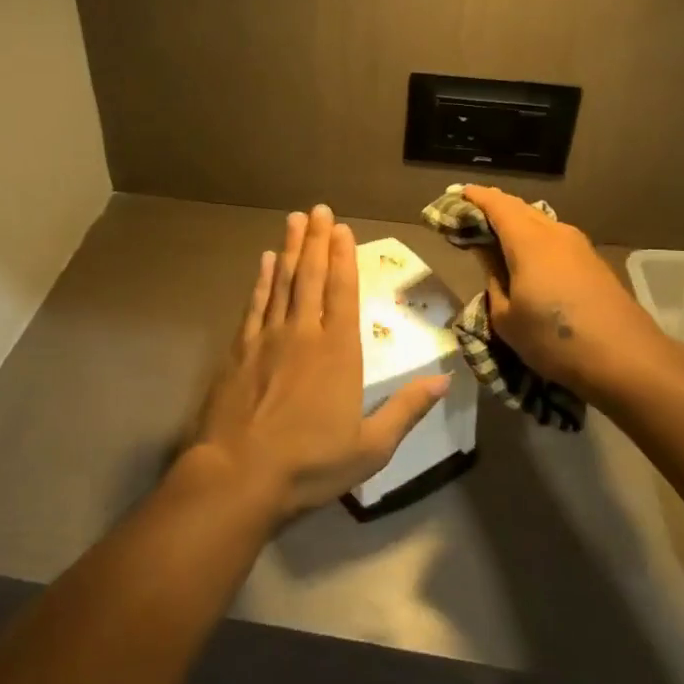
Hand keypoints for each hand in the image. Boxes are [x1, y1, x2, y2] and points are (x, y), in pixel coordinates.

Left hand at [187, 204, 448, 523]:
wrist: (239, 475)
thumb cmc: (310, 464)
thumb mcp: (371, 447)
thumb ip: (406, 409)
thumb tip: (444, 380)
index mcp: (339, 352)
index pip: (343, 292)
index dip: (344, 257)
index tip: (342, 227)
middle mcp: (304, 334)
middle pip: (312, 276)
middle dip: (317, 240)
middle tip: (318, 208)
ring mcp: (268, 338)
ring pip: (283, 282)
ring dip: (290, 249)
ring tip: (294, 220)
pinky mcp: (240, 350)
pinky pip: (256, 304)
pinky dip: (263, 280)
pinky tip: (266, 262)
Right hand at [461, 185, 674, 403]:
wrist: (626, 359)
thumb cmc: (554, 340)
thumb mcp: (507, 318)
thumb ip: (493, 281)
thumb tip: (490, 261)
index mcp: (528, 241)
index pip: (496, 205)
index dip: (474, 197)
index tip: (456, 195)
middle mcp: (554, 233)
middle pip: (519, 208)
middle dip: (493, 207)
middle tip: (470, 216)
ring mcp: (578, 246)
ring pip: (539, 221)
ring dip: (516, 223)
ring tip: (496, 235)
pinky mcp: (593, 262)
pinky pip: (554, 237)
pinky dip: (534, 238)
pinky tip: (527, 256)